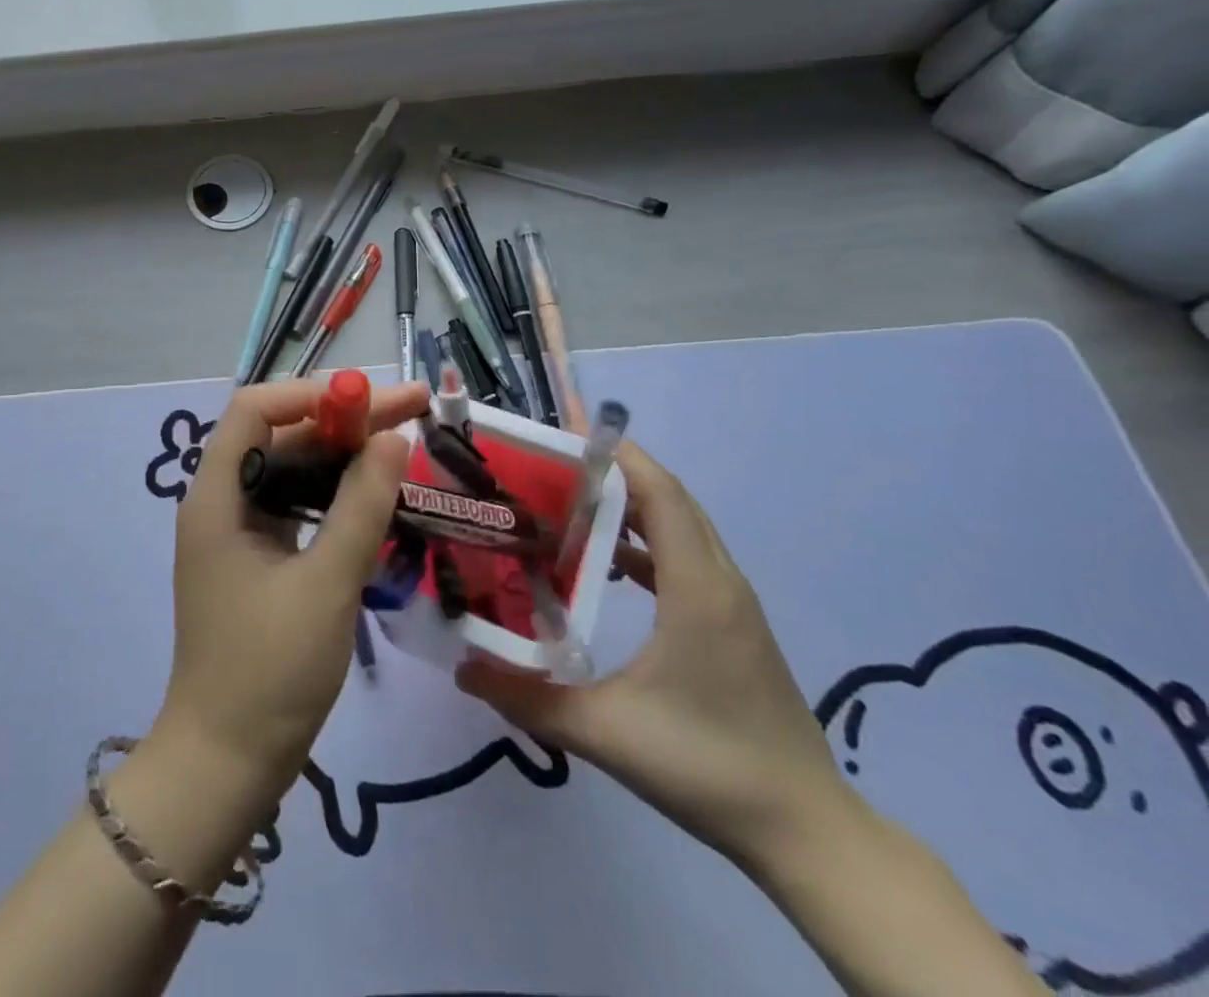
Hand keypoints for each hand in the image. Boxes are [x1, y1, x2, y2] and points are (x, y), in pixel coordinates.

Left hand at [151, 378, 429, 802]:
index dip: (312, 394)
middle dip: (342, 420)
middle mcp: (221, 501)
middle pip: (280, 436)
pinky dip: (334, 495)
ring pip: (292, 471)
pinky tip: (376, 496)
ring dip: (343, 455)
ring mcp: (238, 532)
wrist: (227, 762)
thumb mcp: (326, 584)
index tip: (372, 401)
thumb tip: (393, 438)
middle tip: (412, 412)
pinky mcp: (257, 559)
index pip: (255, 410)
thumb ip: (361, 507)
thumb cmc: (270, 671)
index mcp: (217, 496)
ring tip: (403, 445)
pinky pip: (297, 507)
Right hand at [457, 439, 852, 870]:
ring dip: (629, 505)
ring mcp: (732, 603)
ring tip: (567, 502)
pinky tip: (607, 562)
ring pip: (680, 526)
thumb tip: (462, 669)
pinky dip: (646, 541)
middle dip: (612, 471)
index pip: (660, 493)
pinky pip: (686, 557)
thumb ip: (528, 699)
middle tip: (549, 464)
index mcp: (697, 587)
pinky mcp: (732, 624)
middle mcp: (719, 580)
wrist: (807, 833)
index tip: (561, 435)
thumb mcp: (605, 732)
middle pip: (669, 498)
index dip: (615, 456)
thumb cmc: (708, 767)